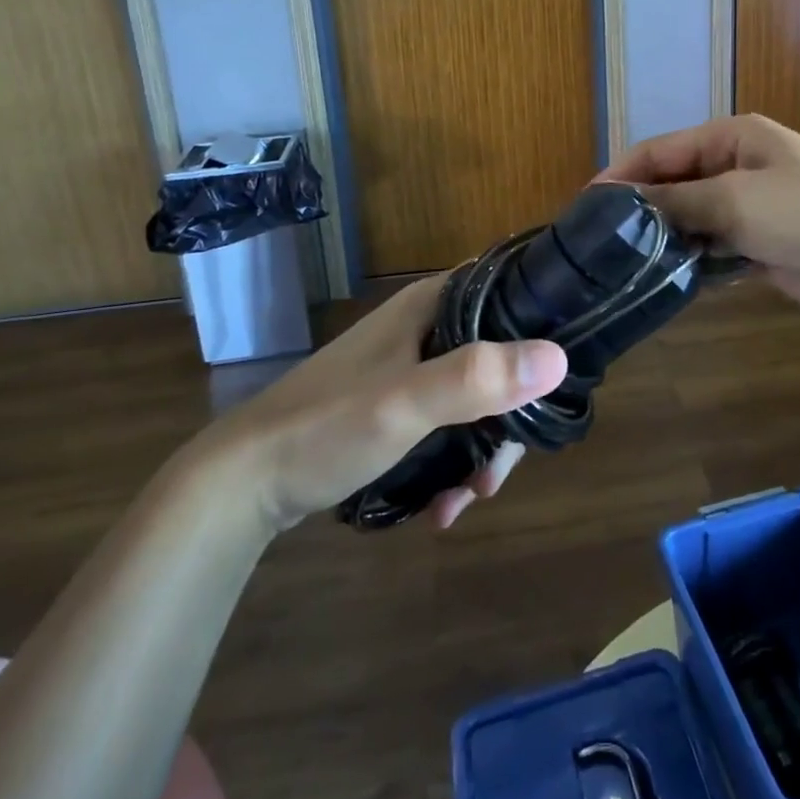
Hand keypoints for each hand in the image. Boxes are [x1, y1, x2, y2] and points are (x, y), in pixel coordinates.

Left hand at [198, 277, 567, 535]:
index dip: (542, 327)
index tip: (557, 381)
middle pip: (499, 356)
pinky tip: (443, 505)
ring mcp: (411, 366)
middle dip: (509, 416)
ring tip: (468, 497)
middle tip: (499, 471)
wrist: (241, 485)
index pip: (510, 292)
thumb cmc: (326, 427)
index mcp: (433, 304)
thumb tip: (558, 359)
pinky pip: (448, 422)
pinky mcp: (397, 404)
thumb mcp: (405, 402)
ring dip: (481, 448)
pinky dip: (454, 460)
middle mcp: (428, 325)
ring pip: (477, 395)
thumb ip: (479, 378)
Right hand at [601, 115, 799, 324]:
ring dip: (664, 238)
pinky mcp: (762, 246)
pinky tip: (662, 281)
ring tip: (619, 266)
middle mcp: (738, 167)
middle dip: (640, 208)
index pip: (661, 149)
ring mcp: (751, 208)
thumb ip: (678, 199)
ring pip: (692, 219)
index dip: (622, 174)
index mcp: (732, 137)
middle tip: (597, 243)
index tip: (583, 206)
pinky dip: (691, 261)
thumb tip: (625, 203)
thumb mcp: (737, 198)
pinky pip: (714, 249)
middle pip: (674, 183)